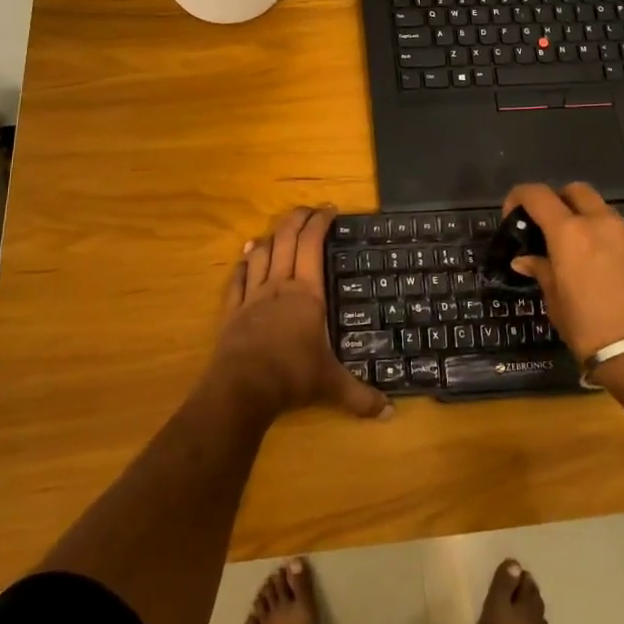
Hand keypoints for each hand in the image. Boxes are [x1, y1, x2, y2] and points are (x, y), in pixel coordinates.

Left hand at [206, 206, 390, 422]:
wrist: (242, 388)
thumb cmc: (292, 377)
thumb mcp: (332, 386)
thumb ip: (361, 397)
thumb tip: (392, 413)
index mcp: (307, 293)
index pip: (312, 244)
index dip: (320, 222)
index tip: (330, 210)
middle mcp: (279, 286)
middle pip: (285, 239)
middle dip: (297, 219)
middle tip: (308, 210)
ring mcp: (252, 296)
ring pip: (259, 254)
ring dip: (269, 238)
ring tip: (277, 232)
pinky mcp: (232, 311)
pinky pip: (236, 279)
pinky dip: (242, 264)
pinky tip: (244, 258)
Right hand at [502, 182, 623, 362]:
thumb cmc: (591, 329)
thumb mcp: (557, 303)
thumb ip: (542, 272)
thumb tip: (526, 260)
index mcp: (569, 232)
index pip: (537, 194)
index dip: (518, 198)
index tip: (512, 217)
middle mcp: (599, 223)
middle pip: (574, 190)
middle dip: (557, 200)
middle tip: (545, 227)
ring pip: (599, 208)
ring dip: (582, 217)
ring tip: (571, 250)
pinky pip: (616, 230)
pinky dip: (601, 235)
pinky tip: (595, 264)